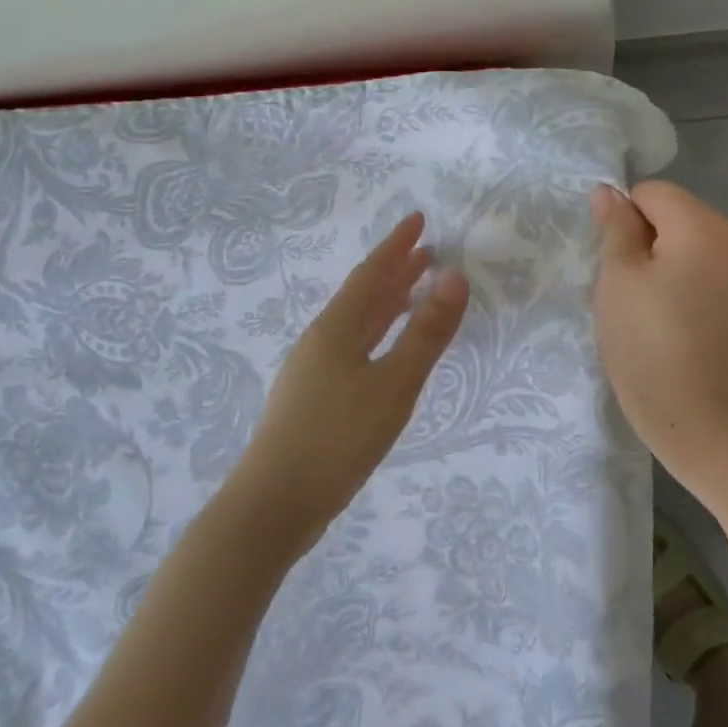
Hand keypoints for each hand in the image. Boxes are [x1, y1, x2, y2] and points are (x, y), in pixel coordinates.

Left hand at [229, 212, 469, 552]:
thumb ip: (426, 333)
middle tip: (427, 253)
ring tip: (414, 294)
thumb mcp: (393, 385)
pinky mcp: (314, 398)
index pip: (371, 273)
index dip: (396, 245)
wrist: (272, 507)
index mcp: (337, 328)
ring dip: (387, 303)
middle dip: (395, 271)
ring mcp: (314, 370)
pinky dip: (378, 334)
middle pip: (363, 295)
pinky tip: (386, 351)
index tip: (418, 219)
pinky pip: (354, 347)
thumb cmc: (336, 440)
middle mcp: (322, 340)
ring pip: (357, 323)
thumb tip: (455, 277)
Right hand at [591, 181, 727, 473]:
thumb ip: (615, 227)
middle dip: (650, 235)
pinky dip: (689, 270)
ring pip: (693, 234)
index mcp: (705, 227)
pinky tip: (678, 307)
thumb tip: (608, 191)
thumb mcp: (617, 278)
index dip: (626, 219)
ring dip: (669, 253)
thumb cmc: (644, 342)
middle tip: (633, 285)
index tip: (618, 262)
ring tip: (655, 299)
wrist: (692, 413)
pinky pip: (710, 259)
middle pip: (678, 209)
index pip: (653, 192)